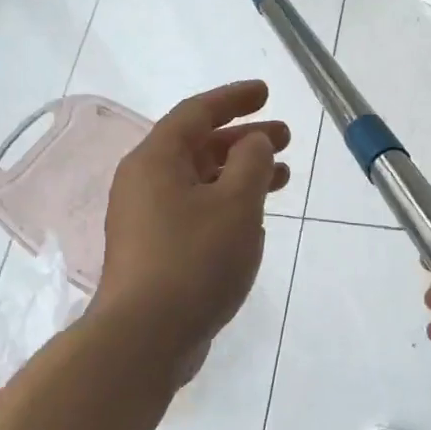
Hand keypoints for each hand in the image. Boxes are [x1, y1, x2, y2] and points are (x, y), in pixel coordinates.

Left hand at [92, 81, 289, 377]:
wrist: (146, 337)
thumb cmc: (194, 260)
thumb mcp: (236, 203)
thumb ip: (252, 162)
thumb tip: (254, 142)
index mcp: (156, 160)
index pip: (196, 113)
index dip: (234, 98)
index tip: (266, 92)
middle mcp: (145, 183)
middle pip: (199, 146)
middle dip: (244, 138)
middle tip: (285, 137)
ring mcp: (147, 220)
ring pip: (200, 181)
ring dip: (241, 173)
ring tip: (282, 176)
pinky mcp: (156, 250)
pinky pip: (196, 210)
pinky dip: (227, 204)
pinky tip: (255, 218)